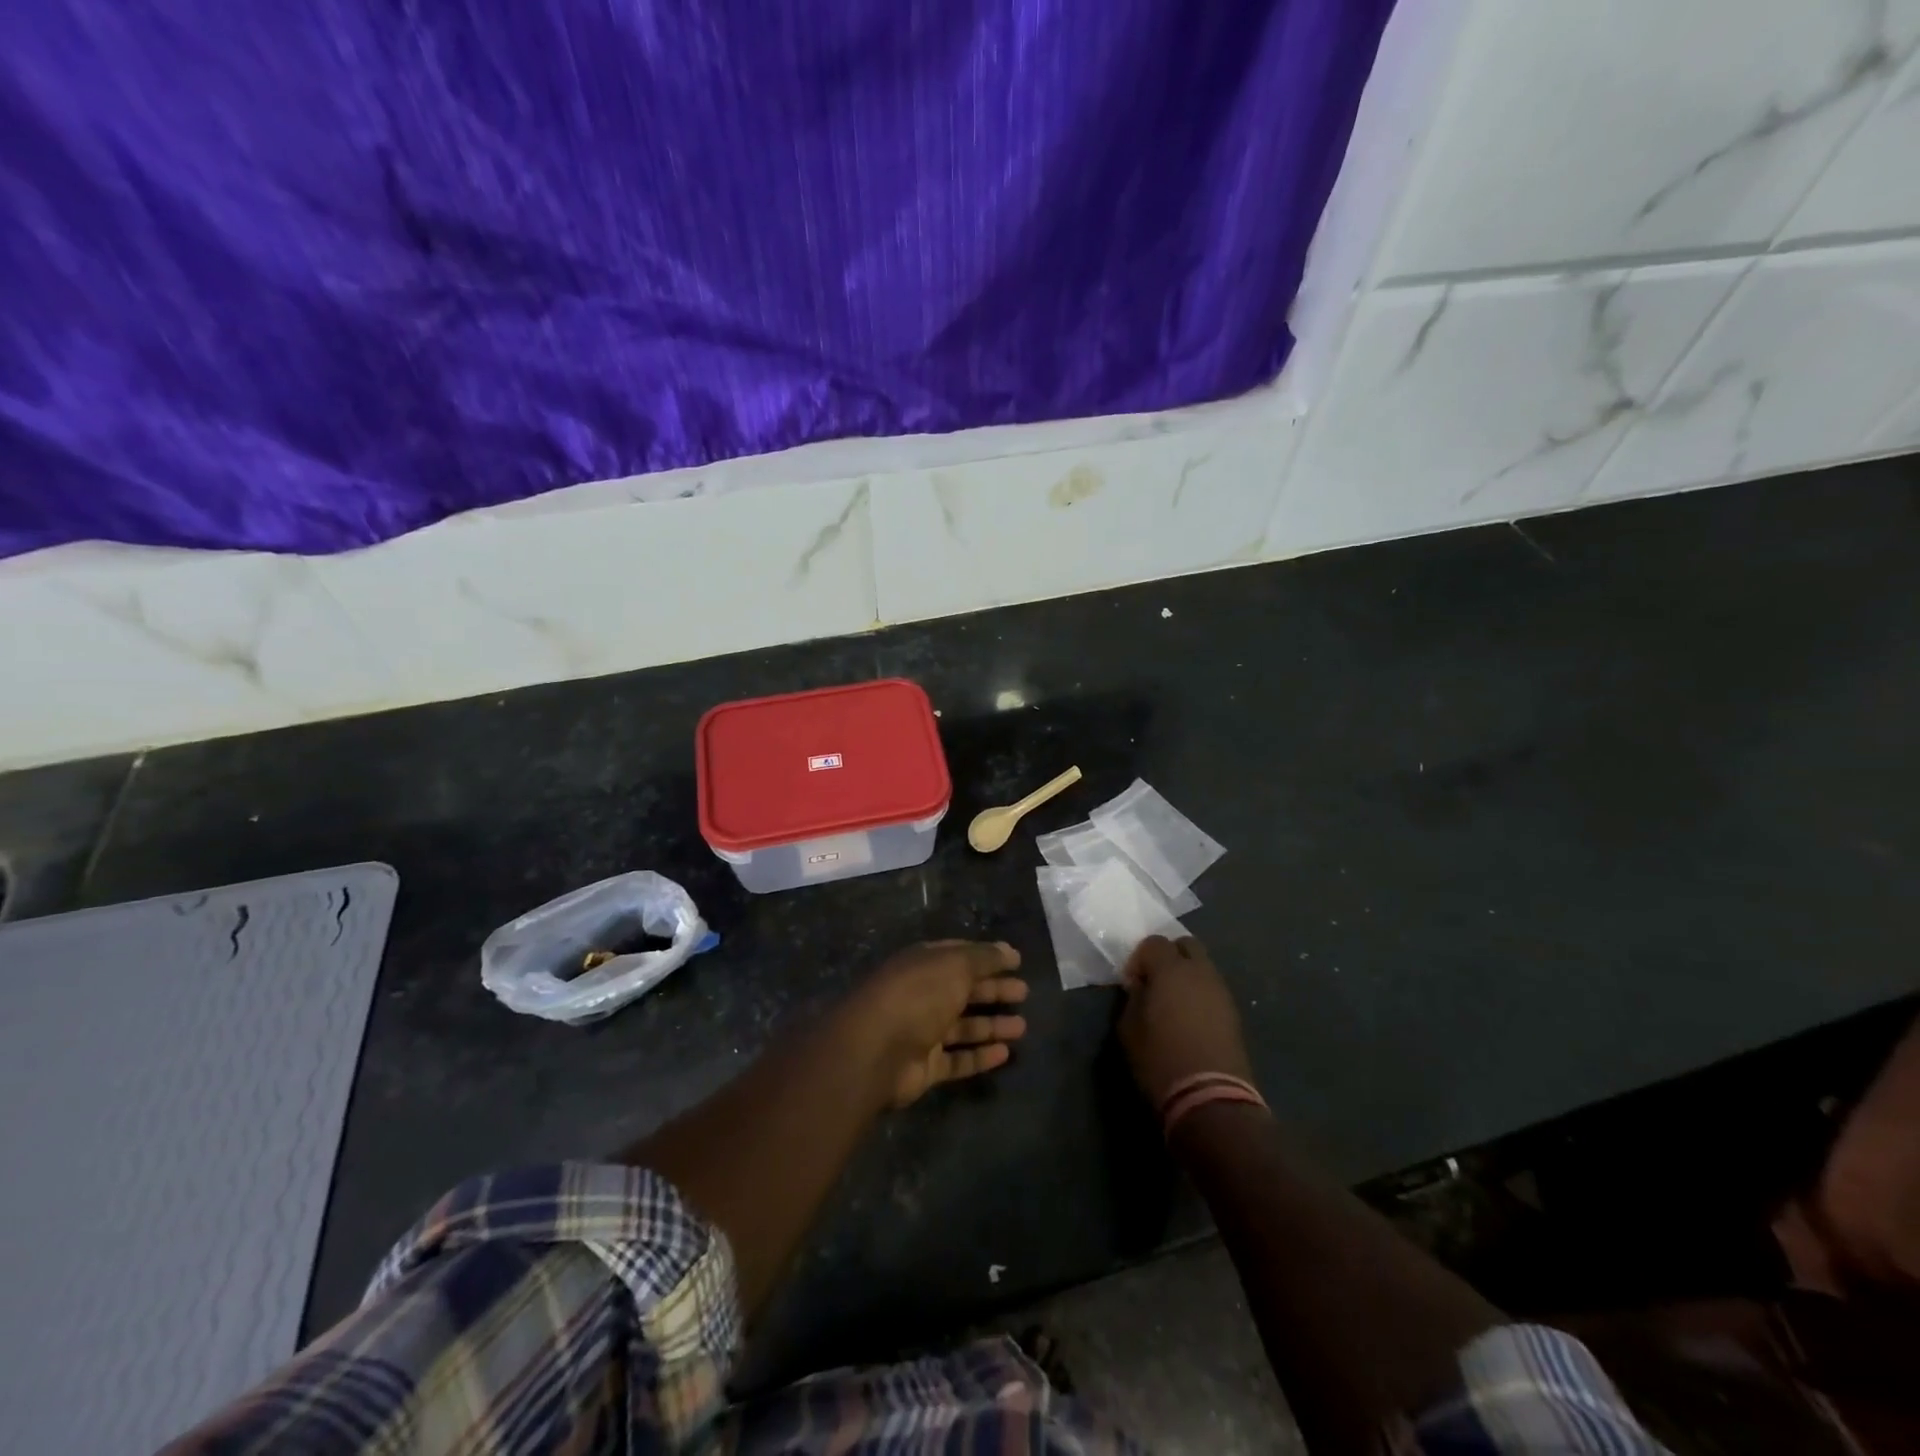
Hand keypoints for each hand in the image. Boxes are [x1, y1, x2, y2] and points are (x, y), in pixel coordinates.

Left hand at [841, 940, 1028, 1106]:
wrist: (875, 1050)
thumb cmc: (918, 995)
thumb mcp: (955, 965)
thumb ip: (984, 957)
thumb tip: (1010, 950)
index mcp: (924, 964)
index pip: (959, 955)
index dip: (987, 957)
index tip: (1016, 962)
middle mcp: (922, 994)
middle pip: (963, 991)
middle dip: (994, 990)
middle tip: (1024, 993)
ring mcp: (922, 1032)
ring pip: (963, 1027)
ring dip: (992, 1026)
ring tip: (1023, 1027)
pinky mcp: (924, 1066)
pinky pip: (957, 1060)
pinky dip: (980, 1057)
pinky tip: (1005, 1054)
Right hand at [1118, 935, 1254, 1108]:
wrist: (1210, 1098)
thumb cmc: (1160, 1060)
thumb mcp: (1129, 1029)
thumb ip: (1133, 998)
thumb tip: (1140, 987)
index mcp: (1170, 970)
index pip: (1153, 942)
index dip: (1139, 958)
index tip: (1132, 982)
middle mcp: (1200, 972)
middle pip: (1185, 945)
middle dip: (1168, 956)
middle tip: (1155, 982)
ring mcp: (1221, 991)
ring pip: (1203, 967)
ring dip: (1186, 975)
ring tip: (1173, 1003)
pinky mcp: (1234, 1013)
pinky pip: (1212, 989)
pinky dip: (1200, 994)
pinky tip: (1190, 1019)